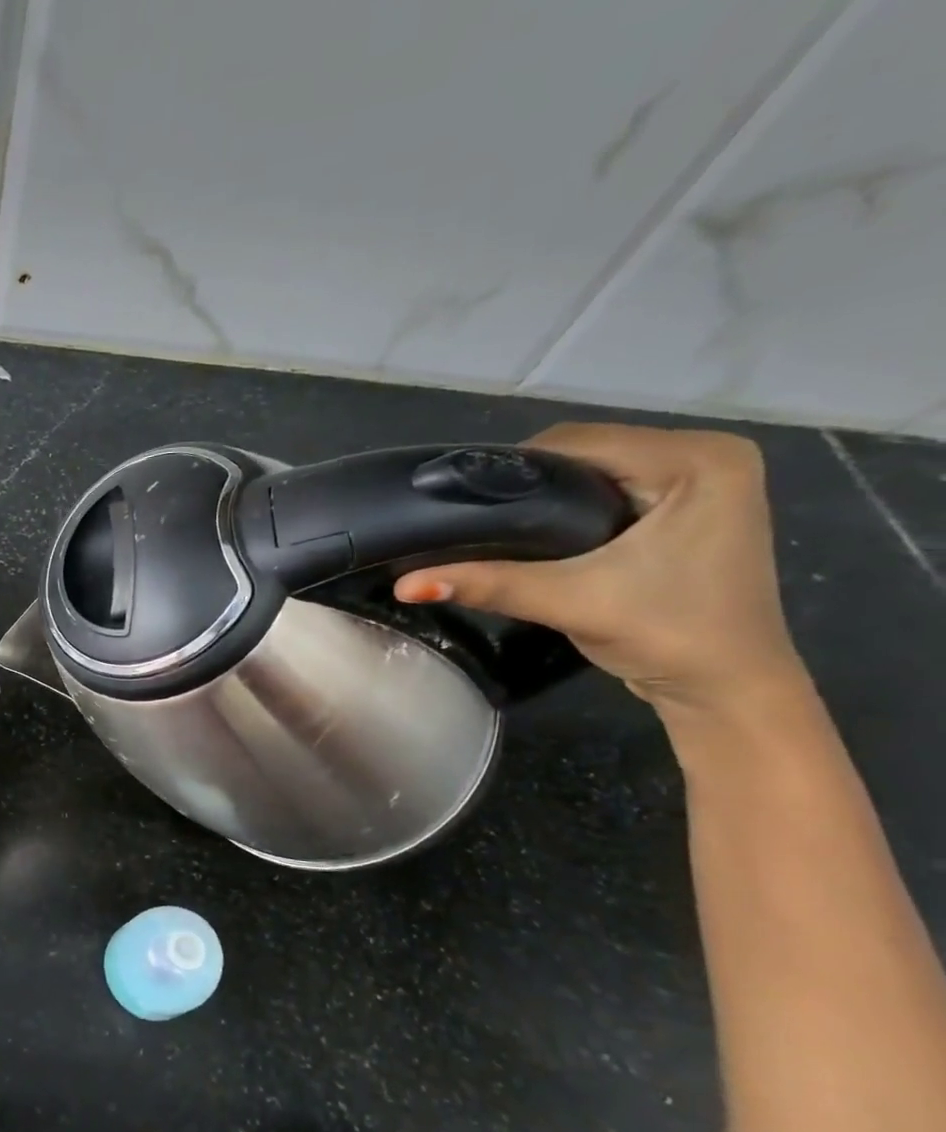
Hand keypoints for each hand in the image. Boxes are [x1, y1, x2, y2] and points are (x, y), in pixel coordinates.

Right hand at [394, 424, 808, 718]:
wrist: (727, 689)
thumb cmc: (668, 635)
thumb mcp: (571, 601)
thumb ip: (489, 584)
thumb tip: (404, 584)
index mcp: (697, 460)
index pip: (578, 441)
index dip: (510, 468)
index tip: (457, 501)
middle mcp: (706, 454)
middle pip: (585, 449)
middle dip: (524, 482)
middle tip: (469, 518)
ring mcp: (701, 480)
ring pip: (594, 467)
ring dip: (543, 494)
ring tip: (493, 526)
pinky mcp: (688, 505)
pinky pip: (610, 486)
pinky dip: (568, 504)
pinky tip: (535, 533)